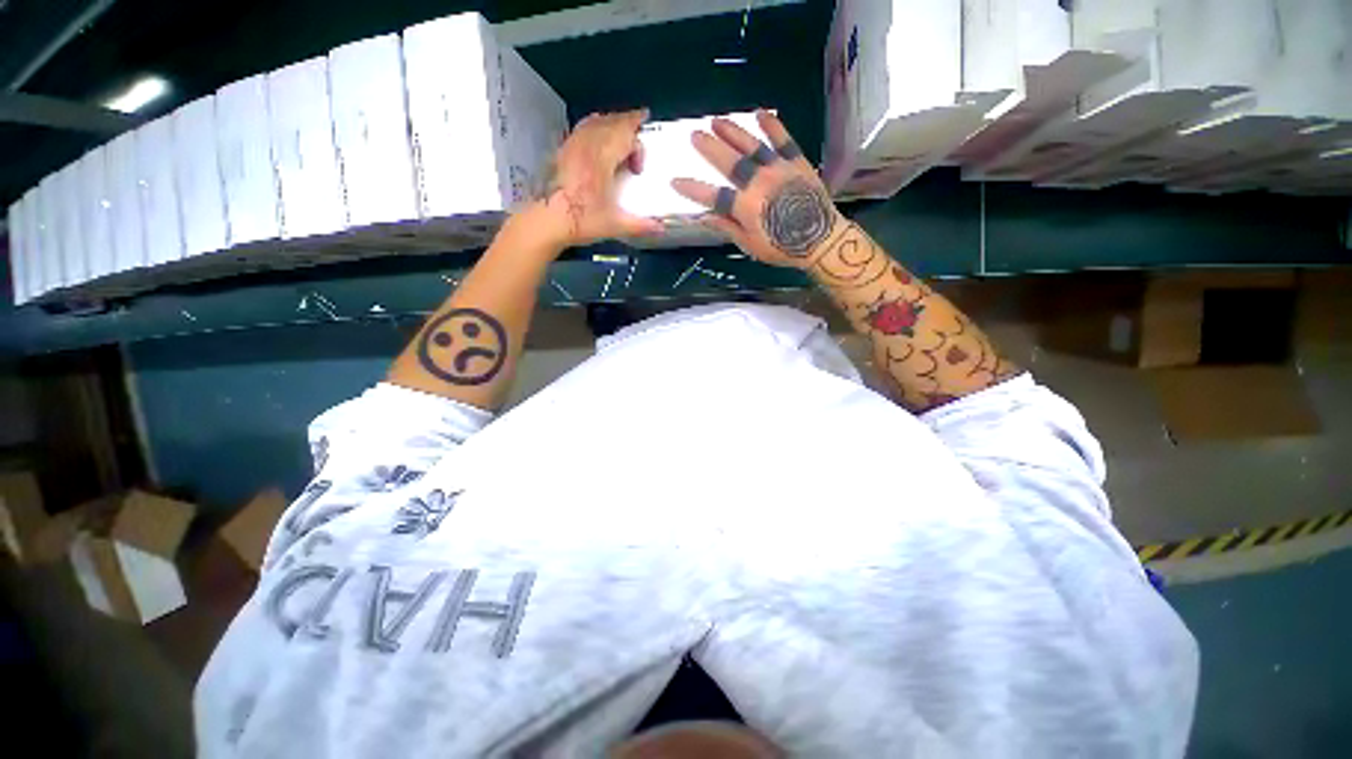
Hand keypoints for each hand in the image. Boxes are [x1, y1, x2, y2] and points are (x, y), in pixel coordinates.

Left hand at [527, 109, 662, 250]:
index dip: (637, 146)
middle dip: (628, 122)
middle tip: (639, 121)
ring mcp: (572, 145)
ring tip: (620, 128)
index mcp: (601, 159)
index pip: (625, 136)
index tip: (640, 167)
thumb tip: (661, 229)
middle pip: (611, 122)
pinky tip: (597, 137)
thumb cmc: (580, 221)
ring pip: (595, 121)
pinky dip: (595, 126)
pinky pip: (582, 128)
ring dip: (611, 121)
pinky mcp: (562, 151)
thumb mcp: (614, 226)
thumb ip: (639, 225)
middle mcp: (587, 146)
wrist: (545, 222)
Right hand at [672, 110, 843, 269]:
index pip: (713, 196)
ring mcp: (779, 169)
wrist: (821, 240)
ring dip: (733, 131)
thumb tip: (705, 217)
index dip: (693, 189)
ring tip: (717, 120)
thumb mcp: (750, 245)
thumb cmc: (782, 248)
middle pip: (729, 162)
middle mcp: (759, 183)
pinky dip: (772, 125)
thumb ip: (728, 227)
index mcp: (746, 207)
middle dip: (709, 148)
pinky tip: (760, 113)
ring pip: (752, 145)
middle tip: (694, 135)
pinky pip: (784, 139)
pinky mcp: (797, 162)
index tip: (675, 181)